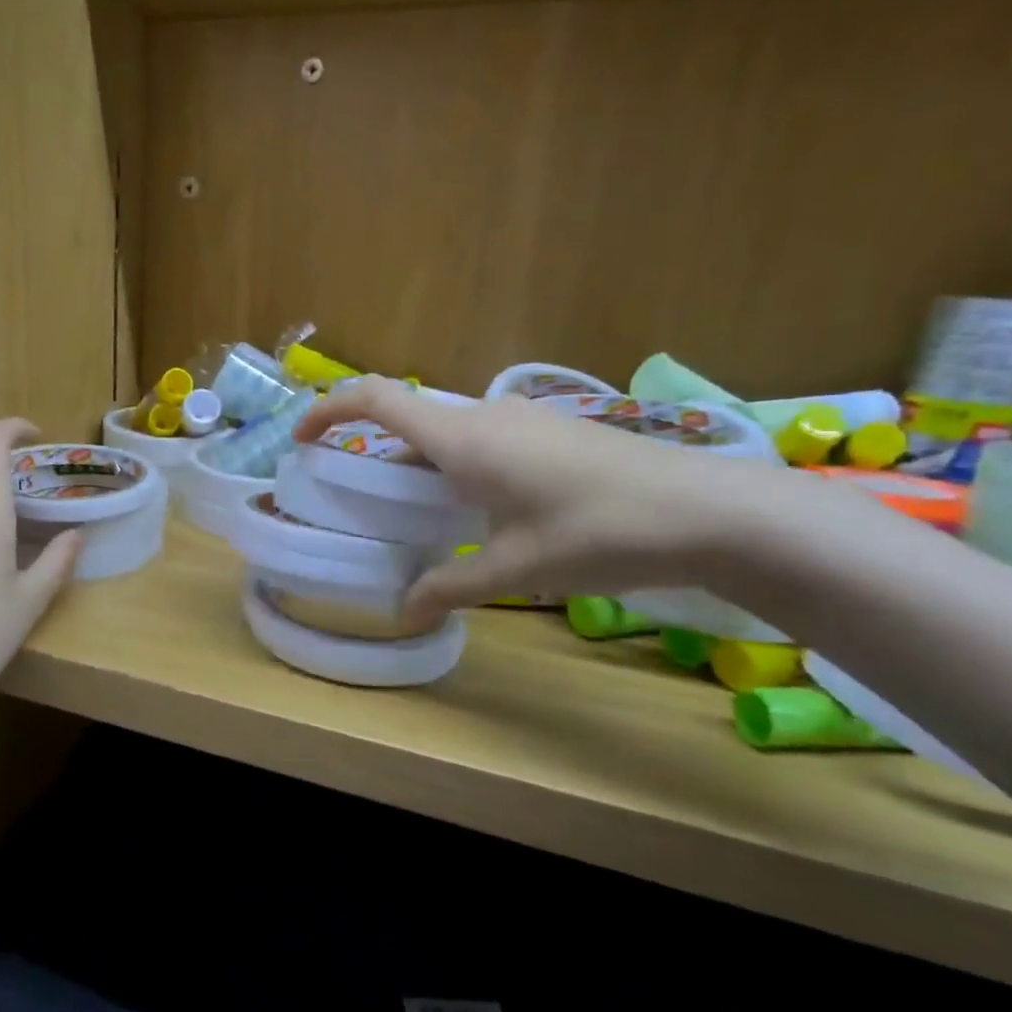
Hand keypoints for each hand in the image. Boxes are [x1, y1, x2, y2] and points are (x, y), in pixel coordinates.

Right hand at [294, 378, 800, 620]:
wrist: (709, 510)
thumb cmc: (599, 533)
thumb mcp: (518, 569)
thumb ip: (453, 586)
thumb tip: (406, 612)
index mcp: (463, 438)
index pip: (375, 399)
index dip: (328, 409)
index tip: (302, 436)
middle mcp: (485, 416)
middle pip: (409, 417)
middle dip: (376, 449)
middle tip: (364, 497)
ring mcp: (523, 417)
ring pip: (448, 429)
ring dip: (421, 459)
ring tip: (422, 510)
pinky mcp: (552, 429)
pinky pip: (482, 436)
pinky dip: (458, 461)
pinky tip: (483, 506)